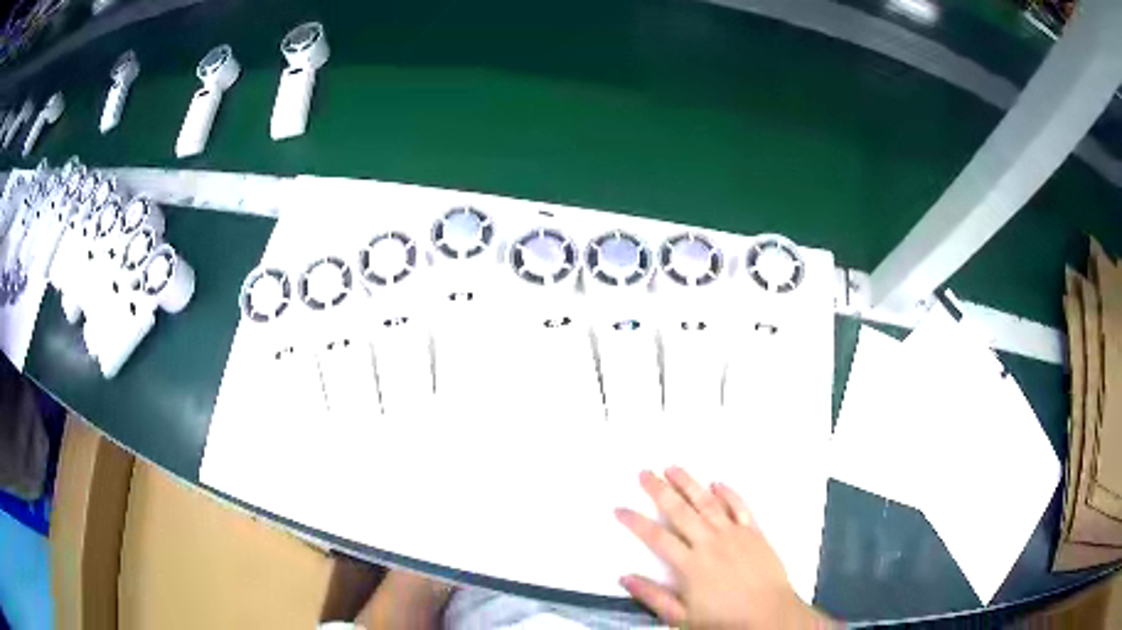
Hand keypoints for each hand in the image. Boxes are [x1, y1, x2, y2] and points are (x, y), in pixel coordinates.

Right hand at [616, 467, 835, 628]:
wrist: (769, 614)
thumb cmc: (724, 619)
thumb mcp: (681, 617)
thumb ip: (652, 596)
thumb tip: (625, 578)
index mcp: (690, 564)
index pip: (656, 537)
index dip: (635, 522)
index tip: (620, 509)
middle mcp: (710, 542)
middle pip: (680, 511)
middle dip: (659, 490)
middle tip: (644, 473)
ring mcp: (734, 534)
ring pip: (707, 502)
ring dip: (689, 483)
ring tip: (673, 467)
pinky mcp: (755, 532)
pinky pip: (740, 507)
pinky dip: (728, 493)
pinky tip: (717, 483)